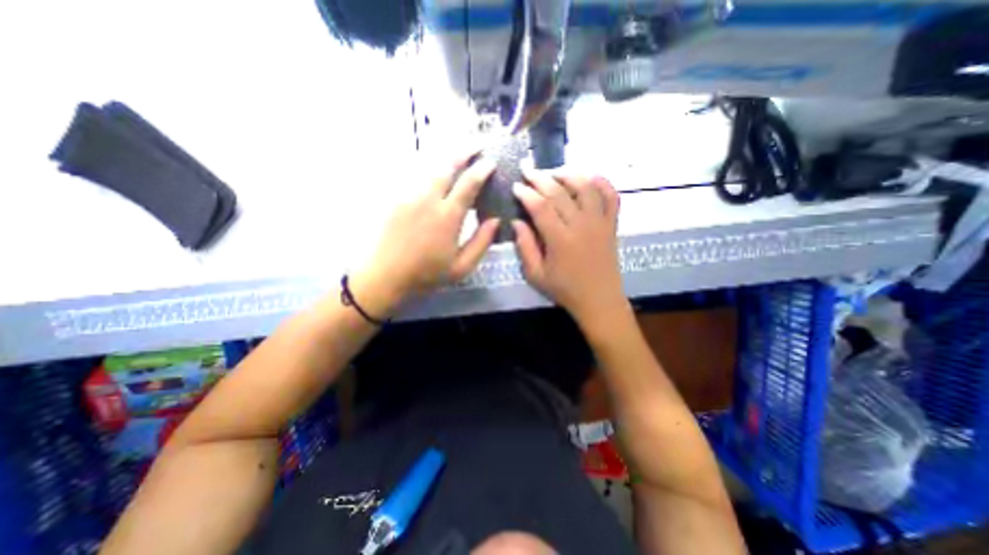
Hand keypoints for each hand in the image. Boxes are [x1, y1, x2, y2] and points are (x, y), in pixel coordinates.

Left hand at [348, 152, 501, 315]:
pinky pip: (417, 176)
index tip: (492, 161)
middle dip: (465, 150)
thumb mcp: (462, 266)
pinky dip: (431, 169)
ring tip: (460, 154)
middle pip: (448, 165)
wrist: (385, 276)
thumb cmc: (426, 274)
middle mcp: (429, 199)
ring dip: (447, 157)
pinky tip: (437, 173)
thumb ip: (482, 242)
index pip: (469, 183)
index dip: (482, 169)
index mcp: (448, 216)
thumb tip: (496, 220)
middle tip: (477, 144)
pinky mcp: (396, 198)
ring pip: (430, 167)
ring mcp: (410, 196)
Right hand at [509, 170, 625, 325]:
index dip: (526, 193)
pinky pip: (611, 196)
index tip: (516, 186)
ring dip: (569, 174)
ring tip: (553, 172)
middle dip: (541, 177)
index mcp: (560, 239)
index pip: (540, 206)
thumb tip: (517, 222)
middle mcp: (581, 225)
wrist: (599, 299)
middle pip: (560, 191)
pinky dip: (601, 182)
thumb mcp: (536, 275)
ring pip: (586, 187)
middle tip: (527, 170)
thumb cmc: (564, 289)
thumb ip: (525, 247)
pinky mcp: (612, 224)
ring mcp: (600, 222)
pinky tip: (588, 177)